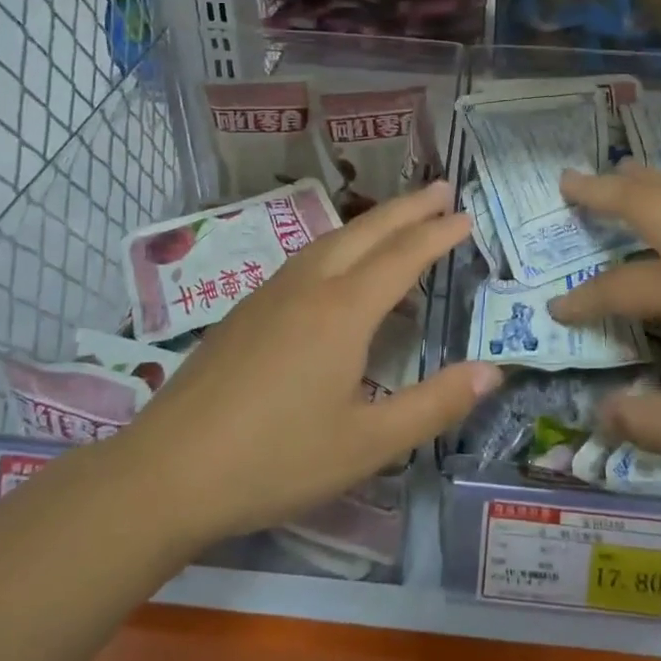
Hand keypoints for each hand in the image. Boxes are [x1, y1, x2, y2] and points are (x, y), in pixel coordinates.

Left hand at [114, 181, 499, 546]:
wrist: (167, 472)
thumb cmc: (276, 460)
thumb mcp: (368, 444)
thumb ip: (434, 404)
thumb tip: (492, 372)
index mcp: (342, 311)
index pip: (403, 257)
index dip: (438, 234)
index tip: (466, 214)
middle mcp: (307, 287)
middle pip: (366, 232)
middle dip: (407, 208)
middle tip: (441, 188)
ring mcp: (269, 294)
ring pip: (330, 241)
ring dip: (370, 224)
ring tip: (398, 222)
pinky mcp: (243, 311)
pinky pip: (304, 260)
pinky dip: (339, 248)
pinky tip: (337, 270)